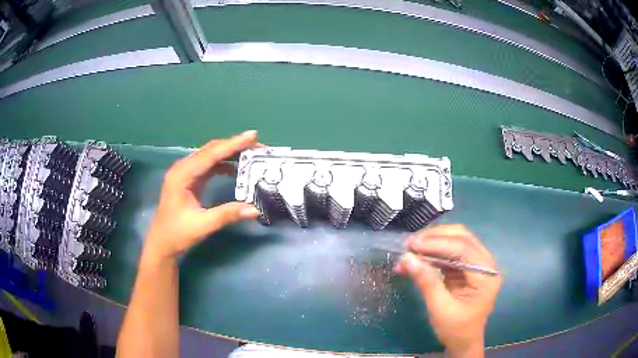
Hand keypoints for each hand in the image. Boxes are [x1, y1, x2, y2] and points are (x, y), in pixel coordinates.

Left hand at [143, 130, 260, 260]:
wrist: (161, 244)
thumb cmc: (177, 234)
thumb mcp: (202, 225)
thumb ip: (227, 214)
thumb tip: (255, 209)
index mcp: (182, 175)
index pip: (211, 154)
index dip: (233, 144)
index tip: (253, 135)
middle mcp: (183, 168)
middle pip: (211, 150)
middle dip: (234, 146)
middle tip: (258, 146)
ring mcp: (185, 173)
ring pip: (210, 156)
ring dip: (229, 153)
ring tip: (251, 155)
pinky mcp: (189, 180)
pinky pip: (208, 166)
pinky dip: (223, 164)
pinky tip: (235, 169)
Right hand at [393, 225, 500, 357]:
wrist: (463, 341)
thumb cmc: (455, 329)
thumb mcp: (440, 308)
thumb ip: (426, 282)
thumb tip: (407, 258)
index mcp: (486, 275)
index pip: (463, 249)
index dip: (437, 243)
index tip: (411, 246)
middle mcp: (486, 264)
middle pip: (462, 238)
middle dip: (435, 237)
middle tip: (410, 244)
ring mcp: (478, 264)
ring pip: (457, 240)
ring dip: (433, 242)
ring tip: (411, 249)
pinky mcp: (468, 267)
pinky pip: (451, 252)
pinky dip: (433, 252)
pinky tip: (418, 257)